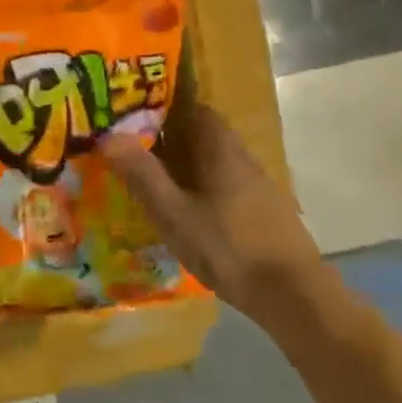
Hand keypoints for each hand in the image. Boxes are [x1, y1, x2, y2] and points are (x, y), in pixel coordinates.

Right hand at [103, 104, 322, 315]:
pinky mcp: (263, 214)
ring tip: (150, 180)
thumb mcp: (174, 213)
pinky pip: (224, 187)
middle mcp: (242, 159)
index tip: (133, 112)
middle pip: (203, 136)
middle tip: (131, 147)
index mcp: (220, 149)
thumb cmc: (228, 247)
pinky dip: (201, 189)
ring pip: (213, 163)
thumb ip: (142, 174)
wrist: (294, 296)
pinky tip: (185, 212)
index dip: (164, 106)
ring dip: (185, 165)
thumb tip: (108, 135)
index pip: (194, 108)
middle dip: (169, 137)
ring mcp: (257, 187)